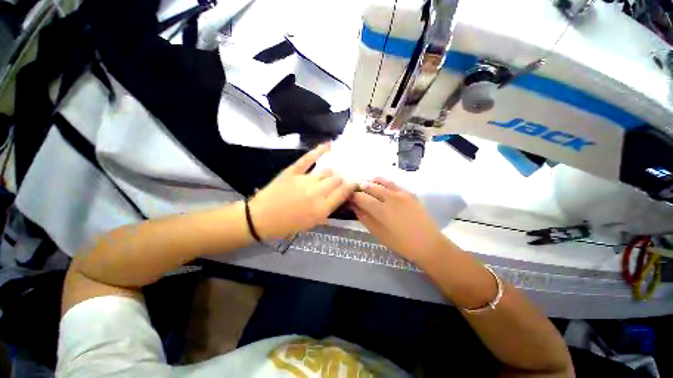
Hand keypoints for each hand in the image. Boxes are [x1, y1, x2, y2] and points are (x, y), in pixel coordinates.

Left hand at [249, 144, 355, 239]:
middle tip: (343, 176)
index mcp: (322, 208)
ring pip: (327, 171)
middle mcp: (317, 193)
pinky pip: (309, 159)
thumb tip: (336, 200)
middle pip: (336, 180)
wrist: (261, 218)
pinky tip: (328, 145)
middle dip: (342, 178)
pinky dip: (319, 150)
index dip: (350, 186)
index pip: (343, 193)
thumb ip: (325, 212)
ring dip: (334, 169)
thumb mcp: (310, 224)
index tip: (354, 181)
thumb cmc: (287, 225)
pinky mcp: (293, 171)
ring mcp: (305, 180)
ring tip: (338, 167)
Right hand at [350, 178, 449, 263]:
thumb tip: (354, 206)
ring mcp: (401, 193)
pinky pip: (393, 183)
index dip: (352, 196)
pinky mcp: (409, 193)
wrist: (428, 244)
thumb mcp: (378, 233)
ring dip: (370, 182)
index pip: (361, 197)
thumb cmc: (401, 243)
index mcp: (381, 210)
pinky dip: (383, 182)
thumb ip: (364, 218)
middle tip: (354, 191)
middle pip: (370, 187)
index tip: (347, 198)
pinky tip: (379, 184)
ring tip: (364, 185)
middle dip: (359, 188)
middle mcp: (390, 197)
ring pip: (381, 182)